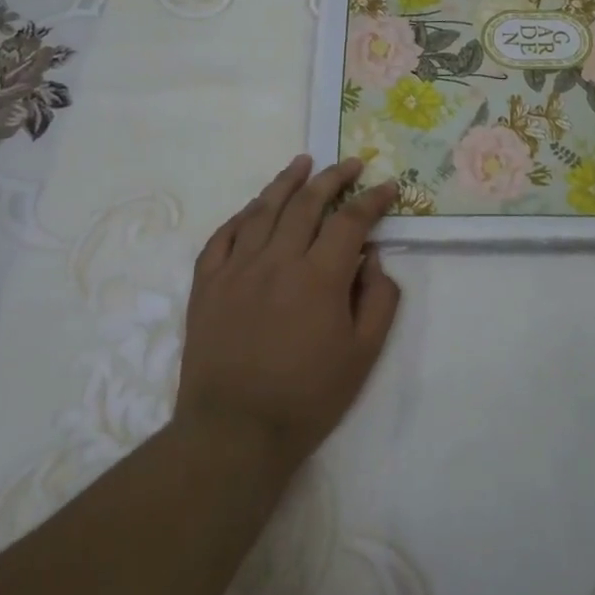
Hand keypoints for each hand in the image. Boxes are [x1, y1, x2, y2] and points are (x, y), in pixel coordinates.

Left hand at [174, 155, 399, 477]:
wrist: (234, 432)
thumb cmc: (308, 397)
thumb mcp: (364, 354)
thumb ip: (379, 299)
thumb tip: (372, 258)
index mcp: (320, 277)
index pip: (351, 221)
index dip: (372, 199)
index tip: (387, 187)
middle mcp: (277, 261)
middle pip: (307, 203)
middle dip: (333, 178)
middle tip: (350, 163)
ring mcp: (237, 269)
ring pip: (263, 210)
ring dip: (286, 182)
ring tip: (303, 163)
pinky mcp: (207, 284)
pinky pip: (223, 236)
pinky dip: (242, 215)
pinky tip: (254, 206)